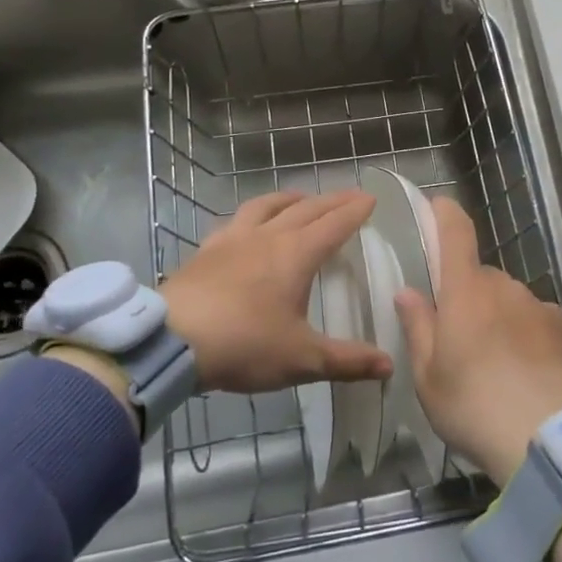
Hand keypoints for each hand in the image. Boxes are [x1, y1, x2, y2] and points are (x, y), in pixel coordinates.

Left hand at [161, 189, 392, 393]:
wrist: (171, 340)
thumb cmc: (244, 345)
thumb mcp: (301, 360)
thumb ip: (347, 362)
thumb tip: (390, 366)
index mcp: (297, 254)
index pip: (334, 224)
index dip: (355, 211)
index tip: (371, 199)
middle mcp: (268, 236)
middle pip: (306, 208)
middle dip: (332, 200)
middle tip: (349, 195)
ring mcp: (234, 239)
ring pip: (268, 205)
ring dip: (291, 198)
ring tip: (301, 198)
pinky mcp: (207, 249)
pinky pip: (237, 220)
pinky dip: (254, 215)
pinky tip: (248, 225)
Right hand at [394, 197, 561, 487]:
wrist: (555, 444)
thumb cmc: (476, 408)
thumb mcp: (429, 379)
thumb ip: (418, 328)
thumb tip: (408, 292)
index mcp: (467, 291)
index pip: (456, 232)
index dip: (445, 213)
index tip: (436, 206)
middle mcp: (506, 287)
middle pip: (481, 277)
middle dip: (467, 296)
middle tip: (459, 340)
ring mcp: (541, 307)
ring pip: (510, 301)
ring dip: (499, 319)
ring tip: (496, 367)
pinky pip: (537, 322)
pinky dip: (527, 337)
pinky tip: (527, 376)